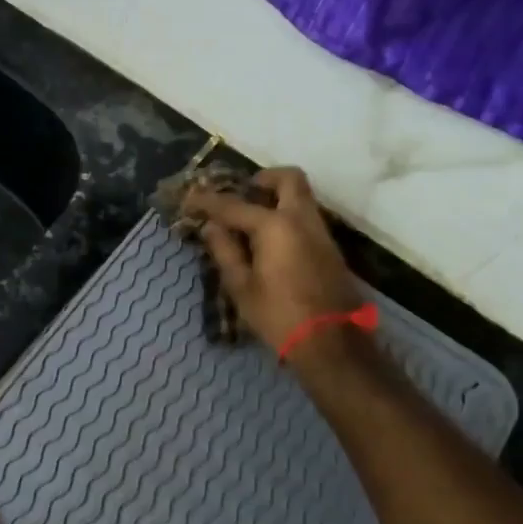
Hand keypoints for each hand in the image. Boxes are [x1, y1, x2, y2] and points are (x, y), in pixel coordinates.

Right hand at [182, 166, 362, 355]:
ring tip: (250, 220)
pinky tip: (268, 240)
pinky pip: (306, 217)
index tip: (190, 198)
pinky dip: (286, 216)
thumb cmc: (279, 316)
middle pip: (288, 179)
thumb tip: (211, 228)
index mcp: (276, 226)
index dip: (208, 201)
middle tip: (241, 194)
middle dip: (262, 179)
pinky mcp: (329, 249)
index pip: (234, 205)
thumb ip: (225, 251)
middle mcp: (302, 219)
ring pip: (301, 197)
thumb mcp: (242, 287)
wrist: (332, 344)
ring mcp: (321, 233)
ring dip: (276, 198)